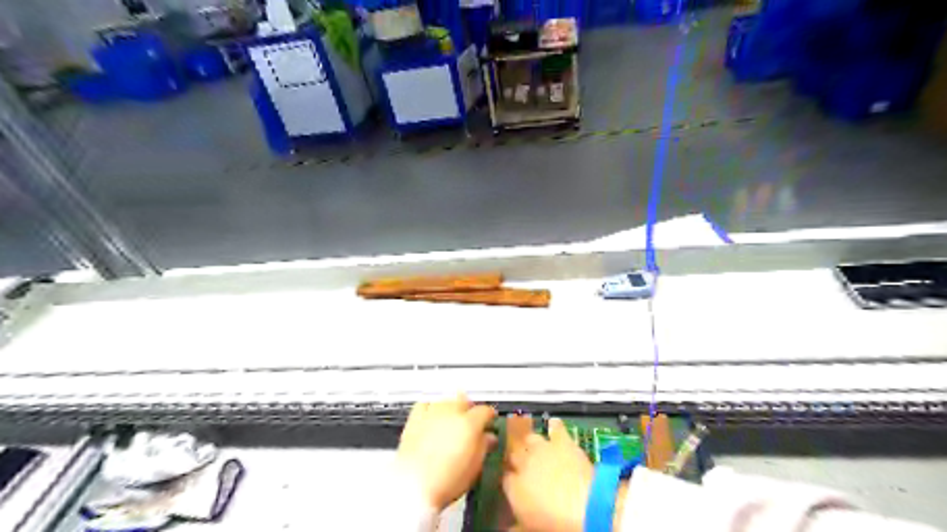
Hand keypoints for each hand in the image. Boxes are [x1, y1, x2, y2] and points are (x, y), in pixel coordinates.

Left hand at [396, 396, 497, 510]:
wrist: (413, 486)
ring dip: (451, 406)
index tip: (489, 422)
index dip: (489, 417)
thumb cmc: (447, 481)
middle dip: (470, 409)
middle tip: (471, 423)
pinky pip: (425, 404)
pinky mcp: (415, 418)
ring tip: (451, 420)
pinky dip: (431, 407)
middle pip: (465, 400)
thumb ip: (484, 447)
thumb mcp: (474, 468)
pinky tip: (432, 416)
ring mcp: (432, 413)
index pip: (485, 410)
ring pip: (446, 400)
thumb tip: (489, 438)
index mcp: (470, 423)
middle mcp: (451, 412)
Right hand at [503, 417, 590, 531]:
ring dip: (532, 443)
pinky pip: (555, 427)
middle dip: (517, 459)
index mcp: (514, 487)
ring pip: (530, 438)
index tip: (515, 484)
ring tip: (536, 449)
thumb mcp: (531, 528)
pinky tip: (554, 425)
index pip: (504, 478)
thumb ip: (516, 525)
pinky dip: (554, 426)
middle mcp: (524, 463)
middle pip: (513, 454)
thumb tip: (506, 529)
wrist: (587, 506)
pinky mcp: (562, 441)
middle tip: (524, 466)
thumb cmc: (557, 523)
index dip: (510, 479)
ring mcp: (542, 449)